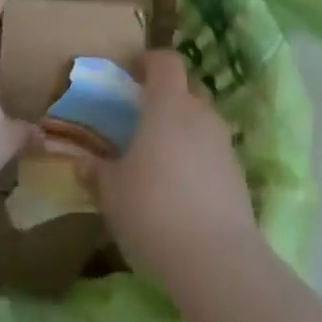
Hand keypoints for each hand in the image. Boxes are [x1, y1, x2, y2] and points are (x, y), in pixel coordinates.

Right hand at [94, 50, 258, 287]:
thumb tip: (82, 163)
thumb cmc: (153, 209)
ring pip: (203, 121)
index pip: (165, 61)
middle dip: (168, 96)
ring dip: (185, 130)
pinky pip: (215, 153)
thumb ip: (97, 172)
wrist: (216, 260)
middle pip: (188, 88)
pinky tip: (183, 190)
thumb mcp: (111, 192)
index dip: (149, 62)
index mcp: (168, 104)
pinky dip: (199, 160)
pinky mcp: (239, 175)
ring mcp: (224, 144)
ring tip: (162, 158)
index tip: (132, 74)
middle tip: (144, 119)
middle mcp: (200, 114)